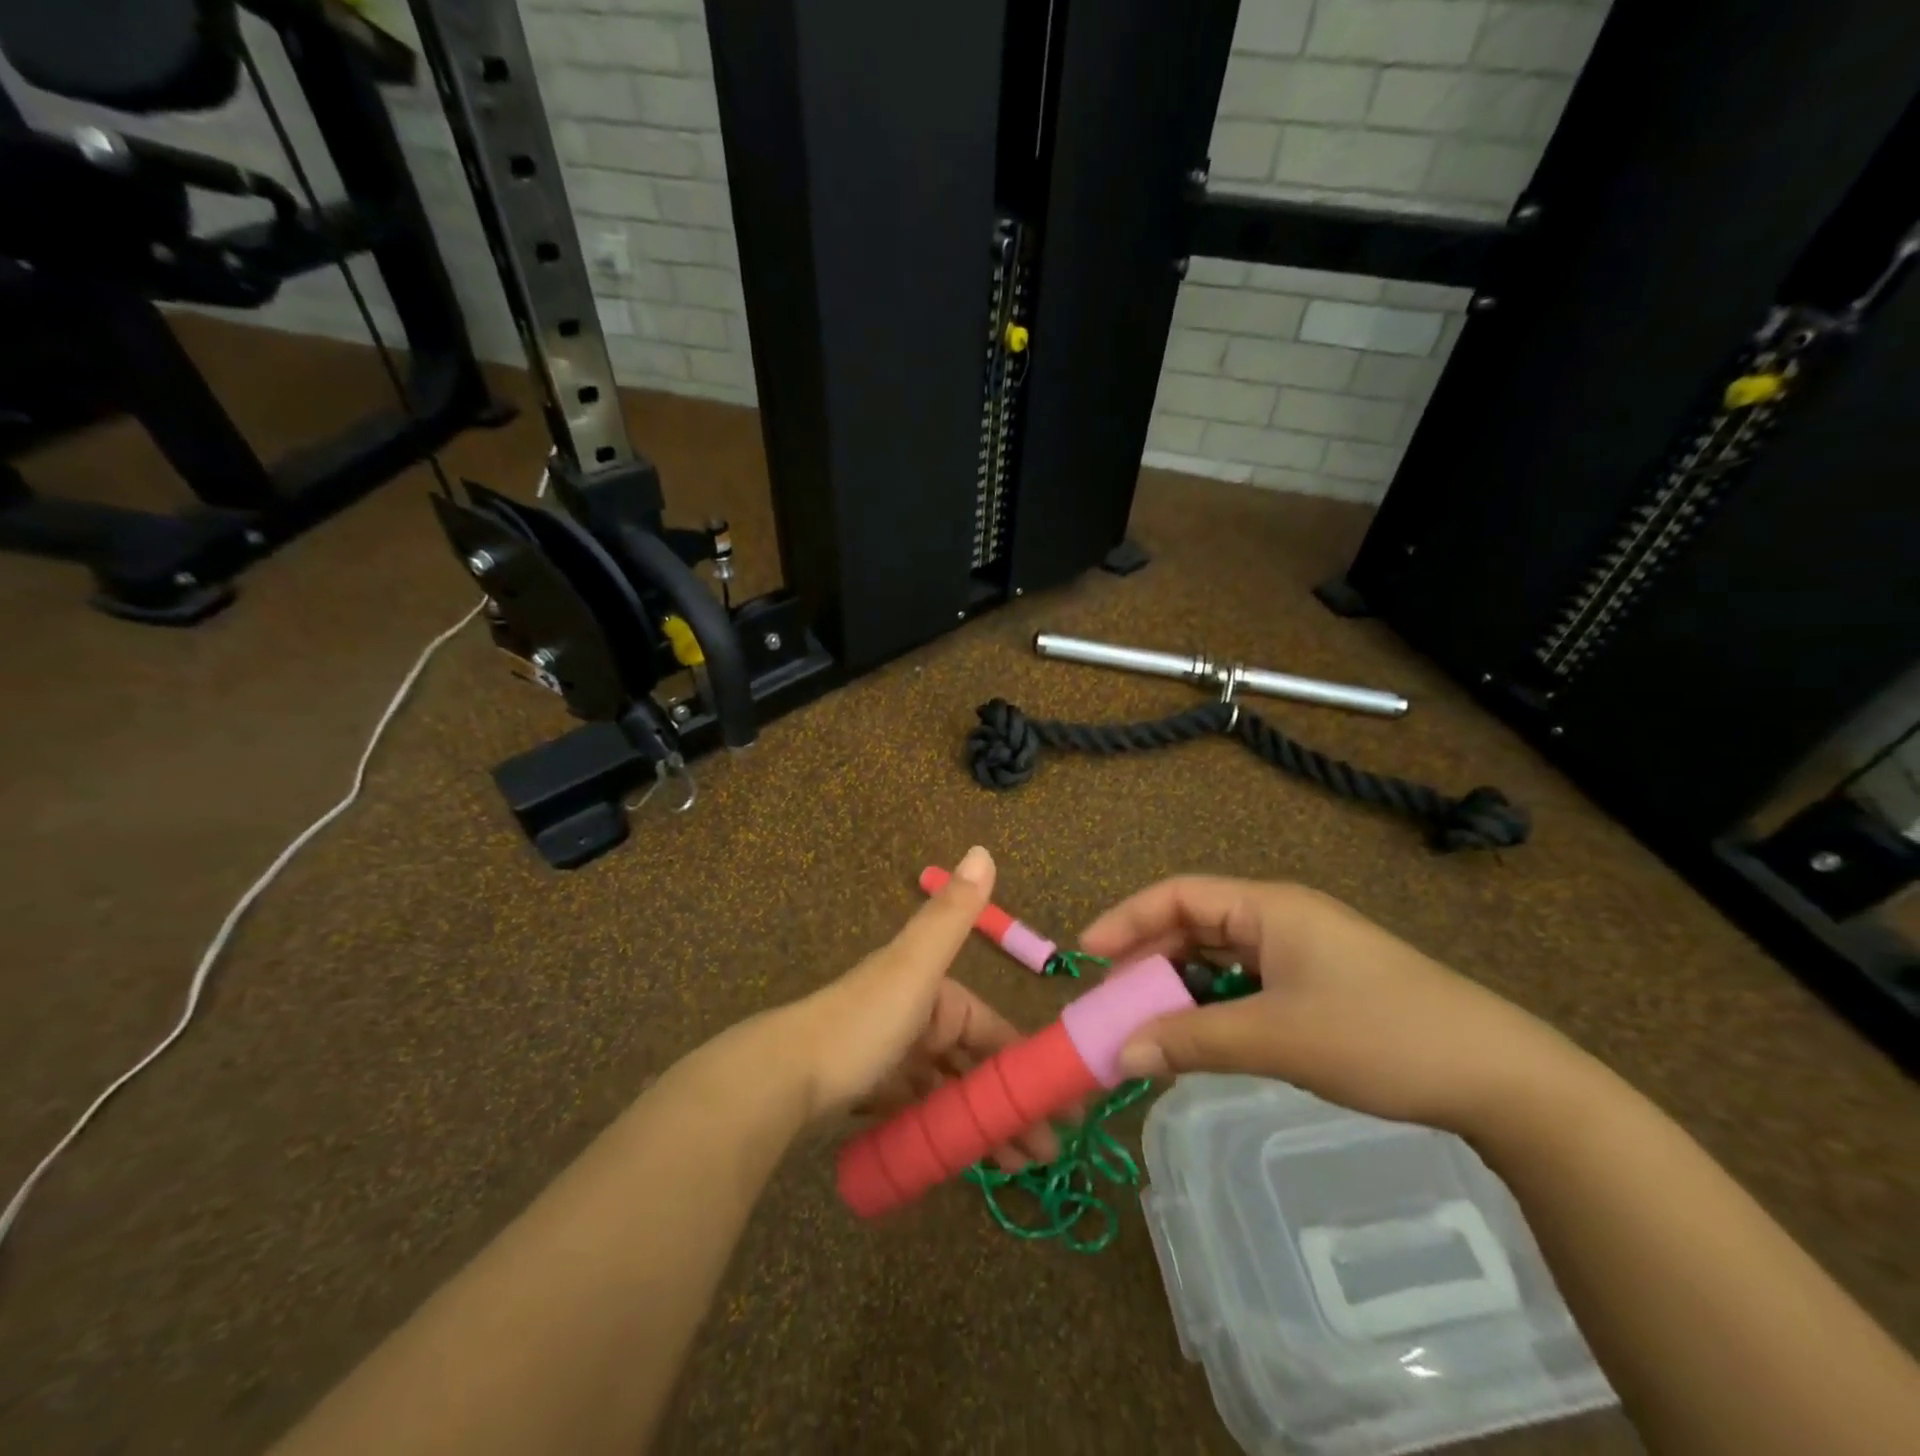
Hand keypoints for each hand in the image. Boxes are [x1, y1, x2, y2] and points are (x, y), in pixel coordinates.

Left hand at [788, 846, 1061, 1168]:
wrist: (783, 1076)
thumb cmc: (863, 1022)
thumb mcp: (914, 965)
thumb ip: (951, 915)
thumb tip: (984, 849)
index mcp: (935, 991)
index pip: (993, 1028)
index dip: (1026, 1063)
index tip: (1061, 1104)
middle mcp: (918, 1020)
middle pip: (974, 1065)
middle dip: (1009, 1103)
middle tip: (1045, 1152)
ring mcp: (895, 1058)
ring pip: (951, 1092)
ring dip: (983, 1123)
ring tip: (1018, 1167)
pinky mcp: (874, 1093)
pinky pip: (922, 1112)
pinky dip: (946, 1130)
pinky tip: (968, 1159)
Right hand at [1081, 878, 1580, 1134]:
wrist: (1502, 1079)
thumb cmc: (1381, 1035)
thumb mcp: (1277, 1038)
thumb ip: (1192, 1042)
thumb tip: (1120, 1056)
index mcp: (1269, 907)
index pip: (1178, 895)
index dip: (1127, 919)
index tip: (1087, 955)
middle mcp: (1279, 919)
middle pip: (1193, 926)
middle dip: (1148, 960)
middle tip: (1112, 1002)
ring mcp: (1300, 954)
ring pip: (1218, 960)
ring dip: (1180, 989)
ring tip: (1148, 1025)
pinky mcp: (1316, 987)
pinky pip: (1245, 986)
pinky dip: (1213, 1008)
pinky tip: (1201, 1039)